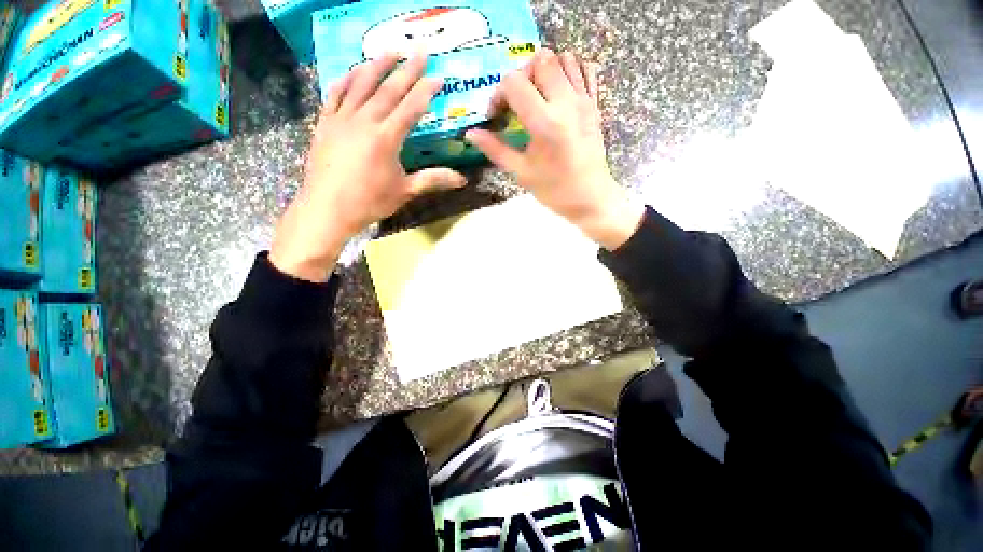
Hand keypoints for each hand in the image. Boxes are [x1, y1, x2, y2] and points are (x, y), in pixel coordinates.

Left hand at [270, 54, 466, 281]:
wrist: (327, 209)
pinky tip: (354, 71)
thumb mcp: (405, 191)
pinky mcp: (325, 123)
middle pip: (388, 89)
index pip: (410, 108)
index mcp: (386, 138)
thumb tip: (462, 180)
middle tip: (419, 50)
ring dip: (377, 65)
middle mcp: (364, 121)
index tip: (438, 77)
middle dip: (406, 69)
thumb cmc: (370, 202)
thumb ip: (433, 180)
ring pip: (361, 85)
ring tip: (390, 51)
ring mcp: (342, 119)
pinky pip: (336, 94)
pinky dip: (346, 79)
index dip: (425, 91)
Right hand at [465, 50, 643, 250]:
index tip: (496, 115)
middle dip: (521, 75)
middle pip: (540, 60)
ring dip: (545, 69)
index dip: (498, 94)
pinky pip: (585, 69)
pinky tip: (559, 91)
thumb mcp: (521, 173)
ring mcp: (584, 100)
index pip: (514, 83)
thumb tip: (471, 133)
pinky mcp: (595, 104)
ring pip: (564, 58)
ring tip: (536, 94)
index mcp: (544, 123)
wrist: (591, 198)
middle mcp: (566, 103)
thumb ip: (495, 149)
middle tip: (516, 100)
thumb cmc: (554, 190)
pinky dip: (569, 70)